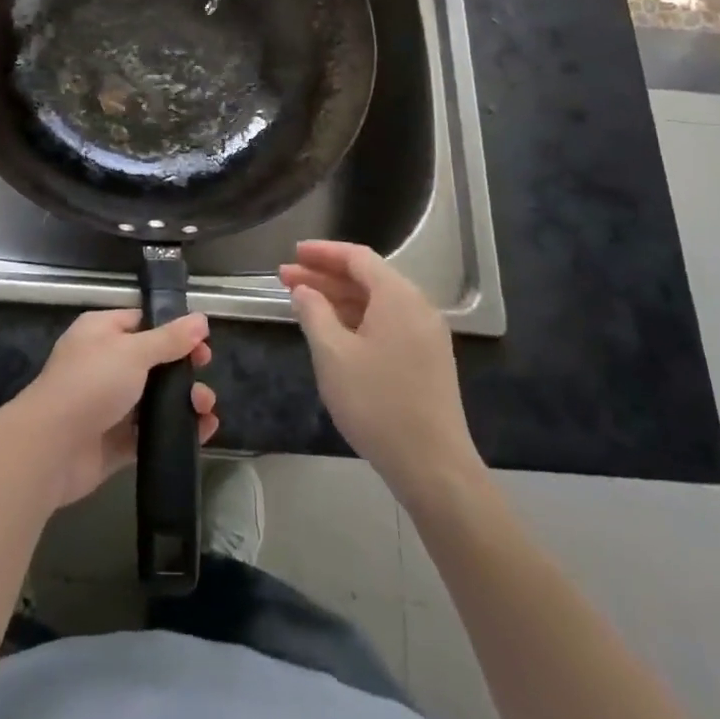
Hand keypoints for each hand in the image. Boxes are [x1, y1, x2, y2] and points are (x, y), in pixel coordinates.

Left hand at [0, 308, 217, 509]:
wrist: (51, 448)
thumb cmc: (90, 384)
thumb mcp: (133, 352)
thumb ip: (169, 339)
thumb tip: (201, 320)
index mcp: (101, 332)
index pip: (141, 322)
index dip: (173, 330)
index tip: (202, 342)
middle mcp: (104, 364)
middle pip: (152, 362)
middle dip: (182, 368)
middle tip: (205, 374)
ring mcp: (109, 404)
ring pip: (154, 399)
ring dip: (184, 401)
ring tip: (206, 408)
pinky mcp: (114, 441)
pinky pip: (150, 432)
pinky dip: (175, 431)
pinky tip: (203, 432)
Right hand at [282, 240, 482, 502]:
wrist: (433, 465)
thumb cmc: (376, 403)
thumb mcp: (332, 354)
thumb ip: (314, 312)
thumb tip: (304, 290)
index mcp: (398, 296)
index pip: (357, 258)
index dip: (323, 252)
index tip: (293, 253)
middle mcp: (417, 307)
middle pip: (367, 278)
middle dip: (325, 276)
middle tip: (286, 278)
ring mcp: (426, 335)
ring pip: (376, 302)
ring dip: (338, 298)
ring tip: (302, 302)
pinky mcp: (426, 359)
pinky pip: (387, 323)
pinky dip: (356, 319)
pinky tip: (332, 331)